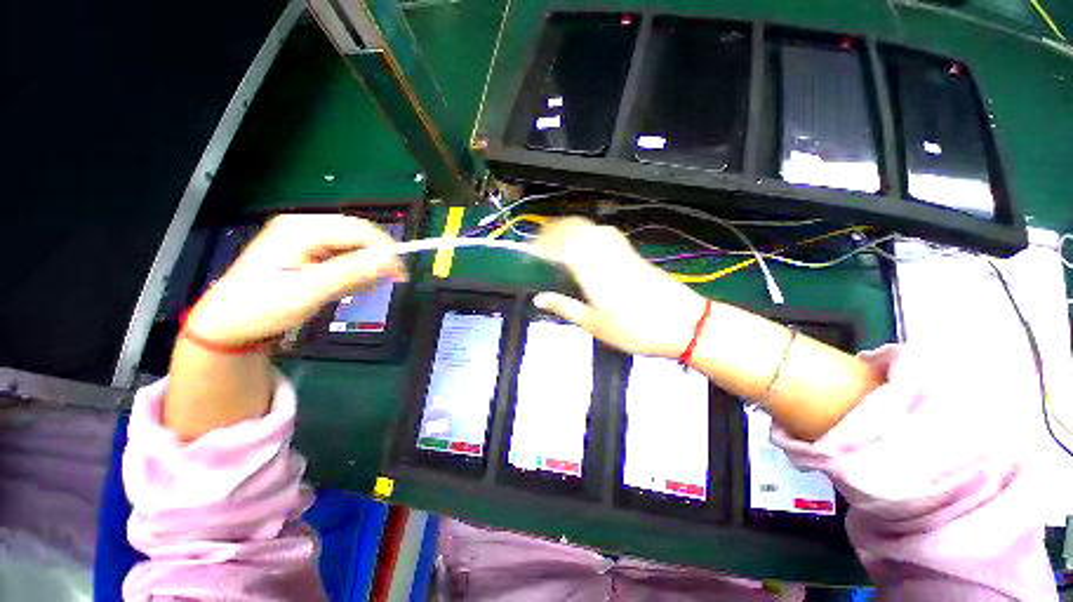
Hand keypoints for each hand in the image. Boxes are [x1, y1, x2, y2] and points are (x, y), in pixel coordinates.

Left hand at [185, 214, 405, 345]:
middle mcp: (304, 226)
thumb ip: (351, 273)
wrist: (228, 324)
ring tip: (364, 289)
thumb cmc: (262, 307)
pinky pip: (343, 254)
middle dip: (376, 258)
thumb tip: (391, 262)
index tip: (402, 275)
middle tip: (388, 283)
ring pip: (353, 244)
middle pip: (357, 234)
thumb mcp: (308, 292)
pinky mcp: (307, 251)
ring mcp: (304, 237)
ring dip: (366, 265)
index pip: (358, 230)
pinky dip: (355, 269)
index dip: (385, 250)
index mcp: (301, 229)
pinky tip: (351, 285)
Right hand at [534, 218, 706, 357]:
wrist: (685, 324)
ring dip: (571, 229)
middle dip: (554, 231)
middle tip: (541, 245)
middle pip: (575, 229)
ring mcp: (621, 251)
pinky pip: (606, 233)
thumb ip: (565, 307)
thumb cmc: (636, 330)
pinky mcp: (633, 253)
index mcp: (592, 271)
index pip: (562, 244)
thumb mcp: (595, 325)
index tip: (531, 250)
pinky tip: (586, 245)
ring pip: (591, 227)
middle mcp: (605, 253)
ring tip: (558, 243)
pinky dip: (589, 232)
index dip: (543, 242)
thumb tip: (538, 298)